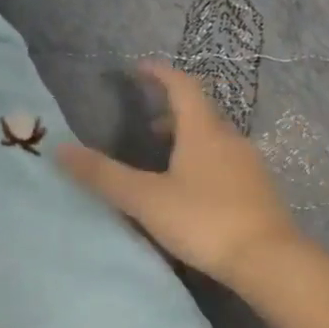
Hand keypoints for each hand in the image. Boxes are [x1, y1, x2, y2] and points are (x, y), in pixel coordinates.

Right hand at [56, 61, 305, 287]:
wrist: (268, 259)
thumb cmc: (204, 220)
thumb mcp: (146, 199)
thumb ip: (104, 175)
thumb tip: (60, 149)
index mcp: (203, 131)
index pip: (182, 86)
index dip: (160, 73)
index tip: (139, 68)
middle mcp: (230, 139)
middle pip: (201, 112)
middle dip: (172, 111)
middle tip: (147, 124)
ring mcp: (249, 164)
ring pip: (215, 139)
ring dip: (189, 139)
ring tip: (166, 159)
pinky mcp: (259, 189)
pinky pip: (227, 162)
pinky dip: (205, 161)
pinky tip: (195, 190)